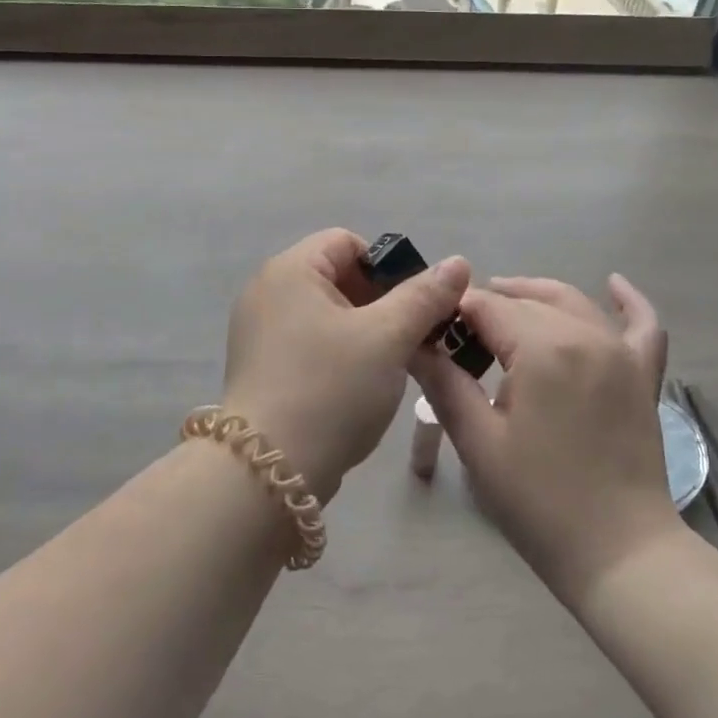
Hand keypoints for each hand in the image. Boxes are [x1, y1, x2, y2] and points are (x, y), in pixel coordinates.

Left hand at [224, 229, 470, 503]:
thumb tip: (458, 262)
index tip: (412, 308)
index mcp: (290, 270)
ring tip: (389, 367)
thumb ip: (424, 296)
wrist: (266, 474)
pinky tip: (357, 389)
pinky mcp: (261, 368)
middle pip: (337, 277)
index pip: (347, 242)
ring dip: (364, 332)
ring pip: (327, 314)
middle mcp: (267, 292)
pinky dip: (338, 355)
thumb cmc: (330, 389)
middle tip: (408, 339)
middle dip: (380, 303)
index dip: (387, 267)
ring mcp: (259, 332)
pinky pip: (309, 344)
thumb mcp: (387, 337)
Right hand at [413, 274, 680, 606]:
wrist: (620, 554)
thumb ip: (444, 382)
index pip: (488, 306)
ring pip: (571, 301)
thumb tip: (414, 342)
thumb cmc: (539, 502)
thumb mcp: (479, 442)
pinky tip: (613, 284)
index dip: (455, 312)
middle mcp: (584, 334)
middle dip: (489, 306)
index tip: (431, 330)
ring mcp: (620, 351)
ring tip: (503, 303)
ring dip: (534, 296)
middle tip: (457, 332)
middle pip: (527, 300)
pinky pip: (642, 324)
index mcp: (542, 348)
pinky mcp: (642, 374)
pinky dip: (627, 301)